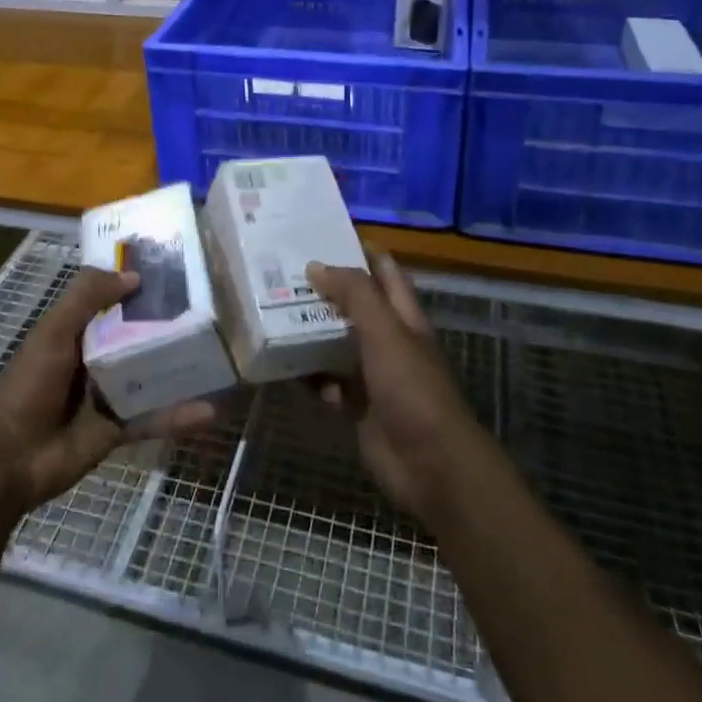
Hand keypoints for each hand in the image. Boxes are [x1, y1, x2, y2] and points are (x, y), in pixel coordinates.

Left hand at [0, 266, 217, 520]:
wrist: (9, 459)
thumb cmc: (29, 385)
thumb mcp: (53, 332)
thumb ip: (86, 298)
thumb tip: (133, 274)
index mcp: (77, 330)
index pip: (113, 298)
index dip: (139, 284)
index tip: (177, 269)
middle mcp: (96, 357)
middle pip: (138, 334)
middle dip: (170, 322)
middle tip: (214, 307)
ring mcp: (109, 393)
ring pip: (152, 374)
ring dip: (181, 366)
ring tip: (222, 354)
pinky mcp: (118, 428)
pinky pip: (154, 417)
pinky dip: (179, 415)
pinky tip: (211, 409)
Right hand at [306, 253, 498, 529]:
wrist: (431, 466)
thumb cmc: (412, 388)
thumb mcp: (385, 331)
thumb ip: (354, 294)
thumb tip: (316, 265)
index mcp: (403, 316)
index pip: (383, 271)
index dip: (358, 250)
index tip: (320, 234)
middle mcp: (387, 340)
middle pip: (353, 306)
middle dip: (323, 290)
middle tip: (280, 272)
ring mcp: (372, 375)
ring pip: (335, 344)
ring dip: (309, 332)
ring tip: (270, 313)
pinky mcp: (357, 406)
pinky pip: (326, 383)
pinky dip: (308, 376)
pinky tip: (281, 366)